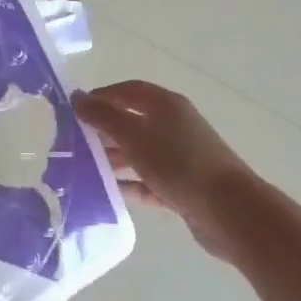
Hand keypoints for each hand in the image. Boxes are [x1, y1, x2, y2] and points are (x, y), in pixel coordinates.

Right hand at [74, 81, 257, 261]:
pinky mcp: (182, 185)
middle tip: (72, 143)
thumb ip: (103, 117)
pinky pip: (148, 180)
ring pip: (139, 152)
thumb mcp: (135, 137)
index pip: (128, 90)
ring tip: (82, 169)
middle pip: (132, 121)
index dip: (101, 96)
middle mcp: (174, 126)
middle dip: (103, 130)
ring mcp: (180, 157)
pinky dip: (129, 184)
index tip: (73, 110)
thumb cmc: (179, 164)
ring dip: (113, 159)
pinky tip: (107, 192)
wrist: (228, 210)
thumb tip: (77, 97)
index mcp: (166, 105)